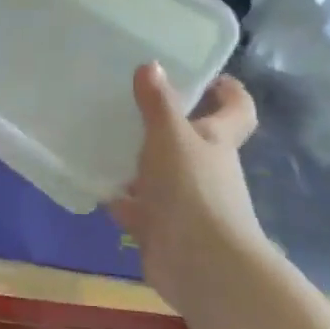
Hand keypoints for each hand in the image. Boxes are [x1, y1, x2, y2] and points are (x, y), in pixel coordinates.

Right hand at [112, 65, 268, 299]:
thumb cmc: (192, 190)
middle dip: (167, 123)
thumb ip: (158, 102)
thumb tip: (151, 64)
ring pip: (160, 173)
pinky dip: (119, 197)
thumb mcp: (170, 136)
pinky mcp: (160, 228)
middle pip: (193, 140)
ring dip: (137, 161)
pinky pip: (136, 206)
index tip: (206, 76)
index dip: (227, 91)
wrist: (199, 264)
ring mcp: (184, 201)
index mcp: (217, 141)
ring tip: (102, 138)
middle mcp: (205, 169)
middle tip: (131, 101)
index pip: (236, 110)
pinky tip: (93, 182)